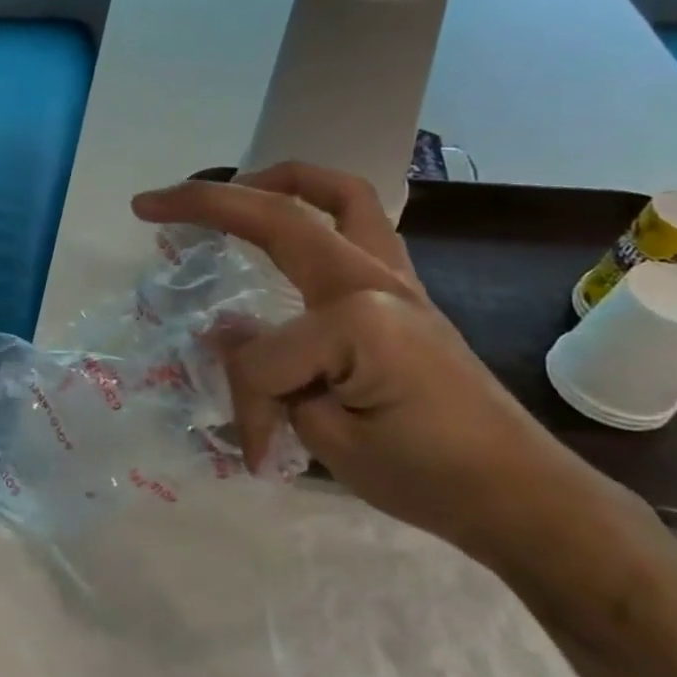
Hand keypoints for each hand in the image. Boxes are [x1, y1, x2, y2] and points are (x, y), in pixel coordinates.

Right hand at [132, 164, 605, 561]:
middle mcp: (376, 279)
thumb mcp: (330, 442)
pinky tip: (289, 230)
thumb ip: (269, 377)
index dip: (248, 404)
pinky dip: (313, 207)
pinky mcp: (405, 289)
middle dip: (207, 201)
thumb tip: (226, 331)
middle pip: (280, 215)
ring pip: (336, 193)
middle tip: (153, 205)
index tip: (258, 451)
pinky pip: (357, 222)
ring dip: (275, 181)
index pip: (264, 355)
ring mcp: (397, 277)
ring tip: (231, 191)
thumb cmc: (430, 478)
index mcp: (357, 320)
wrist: (522, 495)